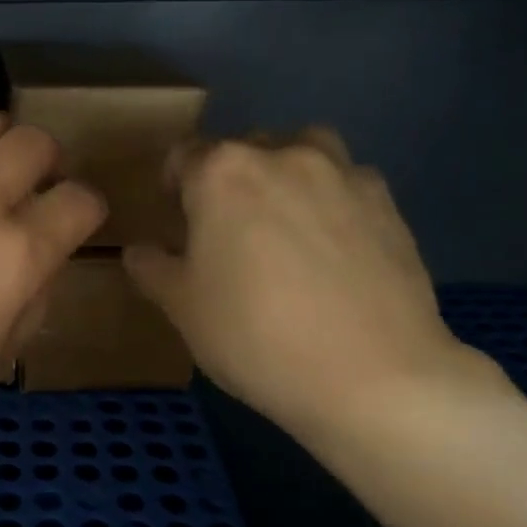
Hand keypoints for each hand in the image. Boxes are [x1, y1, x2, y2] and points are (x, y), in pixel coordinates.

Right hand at [124, 129, 491, 448]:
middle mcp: (282, 156)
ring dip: (286, 173)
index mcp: (222, 173)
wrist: (373, 377)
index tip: (177, 218)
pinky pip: (347, 184)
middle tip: (229, 231)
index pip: (184, 155)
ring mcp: (342, 174)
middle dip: (229, 180)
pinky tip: (335, 247)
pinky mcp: (388, 202)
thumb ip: (153, 269)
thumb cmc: (255, 337)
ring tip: (286, 224)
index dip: (174, 184)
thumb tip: (139, 251)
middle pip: (243, 149)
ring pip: (303, 151)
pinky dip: (332, 200)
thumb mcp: (182, 309)